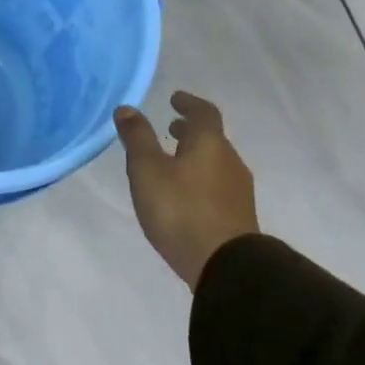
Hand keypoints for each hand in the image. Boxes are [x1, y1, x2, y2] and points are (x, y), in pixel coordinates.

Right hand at [115, 92, 259, 291]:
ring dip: (195, 154)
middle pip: (211, 137)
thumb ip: (137, 138)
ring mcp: (237, 189)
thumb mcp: (147, 170)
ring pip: (215, 161)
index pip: (203, 112)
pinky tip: (184, 193)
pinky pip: (216, 183)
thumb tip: (127, 108)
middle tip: (170, 128)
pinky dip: (200, 176)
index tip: (174, 98)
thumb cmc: (181, 209)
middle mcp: (229, 160)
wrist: (225, 265)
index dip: (188, 103)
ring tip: (173, 160)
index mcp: (210, 143)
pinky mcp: (237, 214)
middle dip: (190, 131)